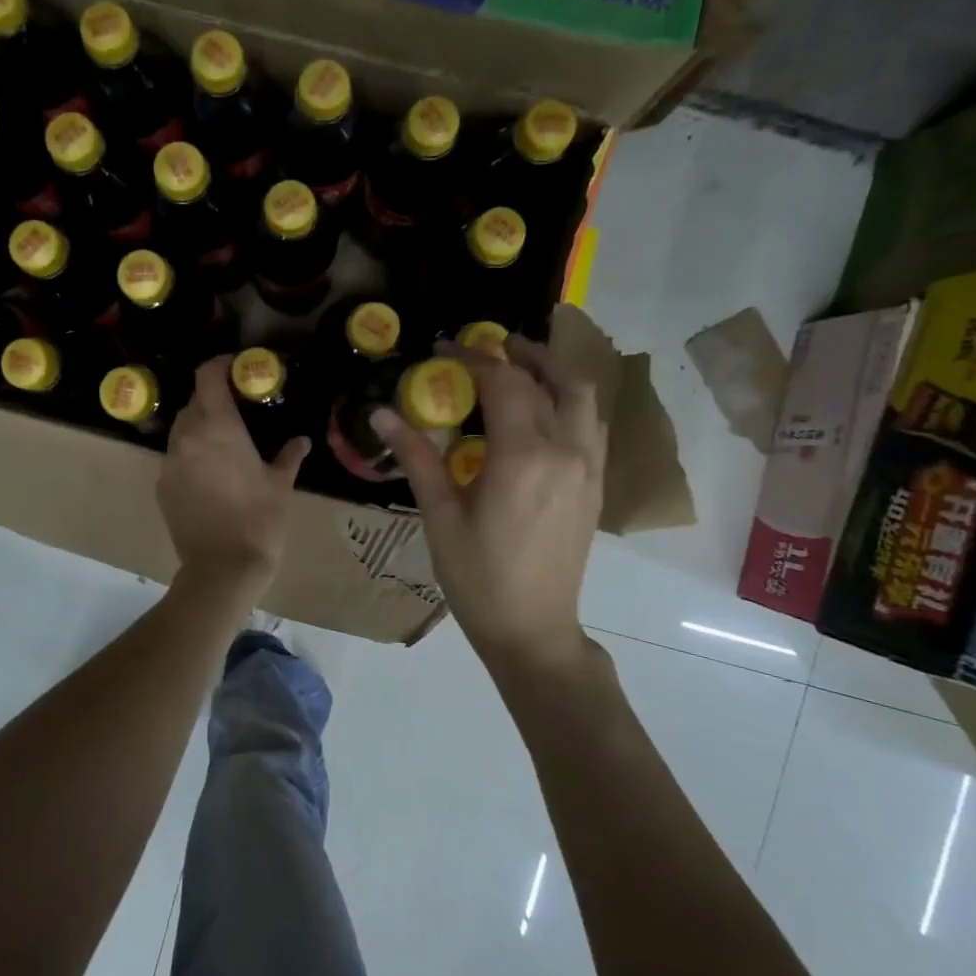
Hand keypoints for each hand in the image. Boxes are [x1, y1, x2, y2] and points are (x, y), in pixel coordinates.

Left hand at [158, 355, 310, 592]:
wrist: (223, 568)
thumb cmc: (260, 521)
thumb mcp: (281, 485)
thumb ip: (290, 456)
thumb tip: (302, 441)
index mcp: (219, 429)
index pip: (207, 378)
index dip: (218, 364)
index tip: (233, 366)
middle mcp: (188, 438)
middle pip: (193, 403)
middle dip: (211, 400)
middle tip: (234, 410)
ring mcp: (170, 463)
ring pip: (180, 431)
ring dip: (198, 428)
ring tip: (221, 445)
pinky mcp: (161, 486)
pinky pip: (174, 459)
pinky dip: (189, 456)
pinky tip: (208, 476)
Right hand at [372, 335, 603, 668]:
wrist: (532, 628)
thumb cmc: (477, 578)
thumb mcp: (440, 517)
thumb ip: (416, 457)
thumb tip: (380, 414)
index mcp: (523, 457)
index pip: (503, 383)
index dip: (472, 359)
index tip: (442, 349)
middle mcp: (565, 451)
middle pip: (553, 379)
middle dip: (521, 354)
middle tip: (489, 347)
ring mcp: (589, 468)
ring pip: (583, 398)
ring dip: (554, 372)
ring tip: (521, 368)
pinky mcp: (595, 485)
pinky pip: (592, 424)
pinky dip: (571, 401)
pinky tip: (545, 412)